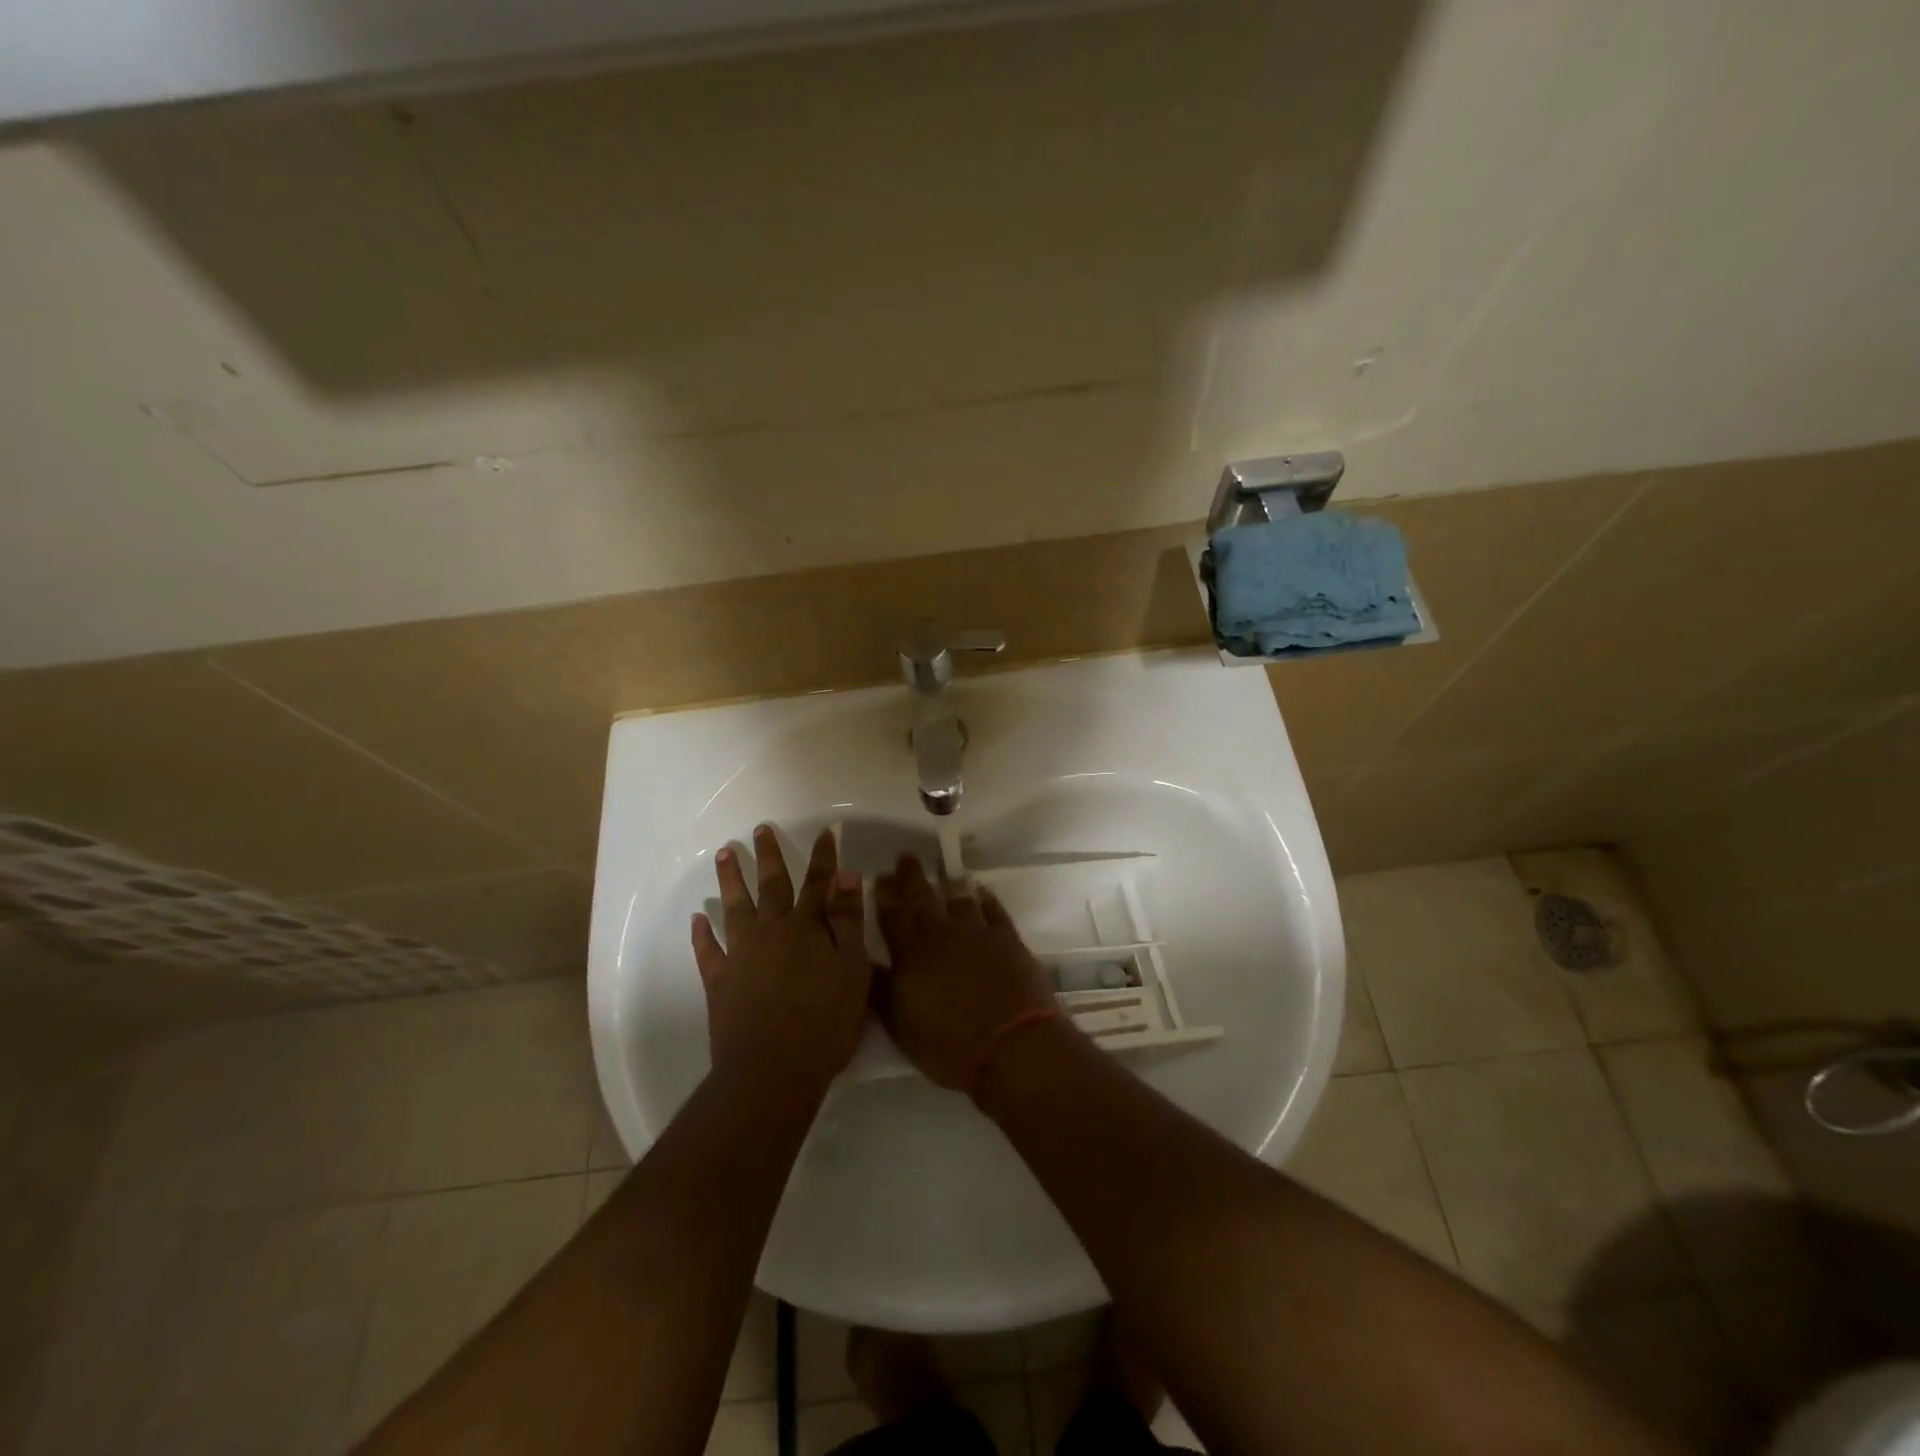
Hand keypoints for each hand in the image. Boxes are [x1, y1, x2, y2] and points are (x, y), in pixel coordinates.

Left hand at [692, 826, 870, 1096]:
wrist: (772, 1071)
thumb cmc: (825, 1022)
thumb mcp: (852, 970)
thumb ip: (848, 921)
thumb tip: (847, 875)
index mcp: (806, 928)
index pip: (818, 883)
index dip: (824, 857)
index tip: (826, 832)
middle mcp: (771, 931)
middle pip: (771, 885)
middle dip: (768, 856)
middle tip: (760, 829)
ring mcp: (741, 955)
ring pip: (735, 908)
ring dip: (730, 880)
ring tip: (724, 854)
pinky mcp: (719, 981)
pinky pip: (708, 950)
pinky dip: (702, 934)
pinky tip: (697, 919)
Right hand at [873, 855, 1055, 1088]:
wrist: (1011, 1043)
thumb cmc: (948, 1042)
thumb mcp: (900, 1023)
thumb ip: (880, 988)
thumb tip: (861, 960)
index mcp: (911, 952)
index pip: (891, 915)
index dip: (884, 895)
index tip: (878, 876)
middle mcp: (941, 933)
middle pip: (923, 898)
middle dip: (911, 877)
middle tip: (905, 858)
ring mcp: (977, 932)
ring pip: (958, 899)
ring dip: (948, 884)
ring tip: (943, 874)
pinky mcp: (1007, 939)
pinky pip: (993, 910)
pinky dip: (985, 898)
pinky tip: (981, 891)